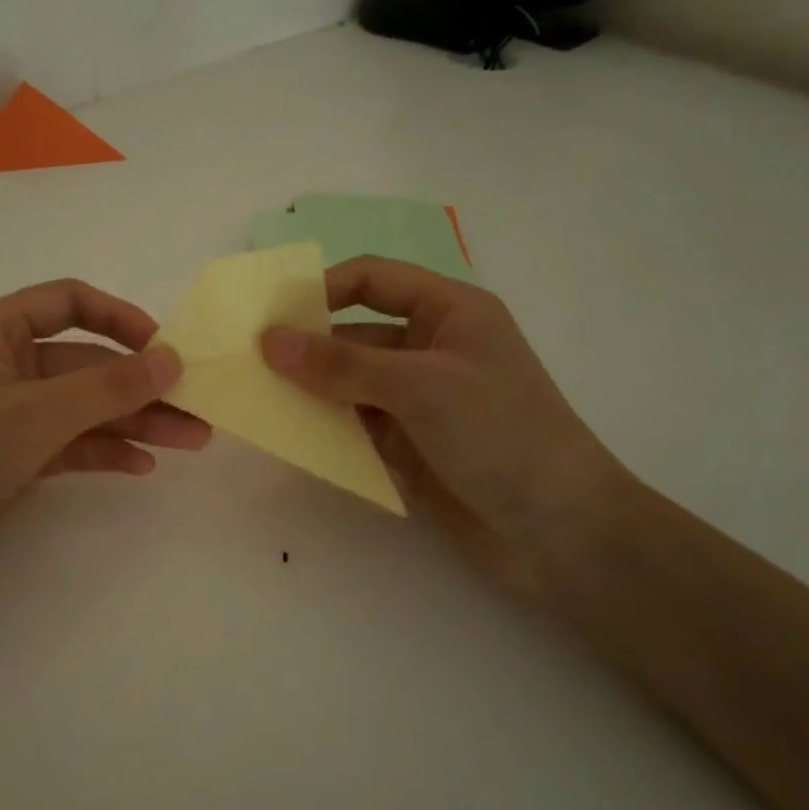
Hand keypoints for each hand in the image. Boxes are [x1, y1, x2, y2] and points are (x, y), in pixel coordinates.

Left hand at [0, 279, 208, 622]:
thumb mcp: (36, 413)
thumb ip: (108, 386)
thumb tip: (173, 359)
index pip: (67, 302)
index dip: (120, 317)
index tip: (165, 347)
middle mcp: (1, 366)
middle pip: (85, 363)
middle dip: (140, 385)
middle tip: (198, 409)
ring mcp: (6, 417)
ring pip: (82, 408)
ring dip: (133, 422)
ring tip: (190, 441)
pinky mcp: (9, 461)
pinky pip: (67, 445)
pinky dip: (102, 452)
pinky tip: (142, 467)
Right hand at [259, 256, 623, 590]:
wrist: (560, 530)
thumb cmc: (500, 434)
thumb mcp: (419, 386)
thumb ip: (341, 363)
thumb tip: (269, 340)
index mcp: (449, 311)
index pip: (373, 279)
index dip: (323, 289)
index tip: (271, 316)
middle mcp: (431, 348)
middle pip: (355, 332)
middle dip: (307, 347)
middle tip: (249, 364)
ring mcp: (419, 400)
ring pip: (351, 382)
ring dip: (312, 390)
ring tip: (258, 399)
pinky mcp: (410, 444)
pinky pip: (357, 424)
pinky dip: (327, 427)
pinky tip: (292, 435)